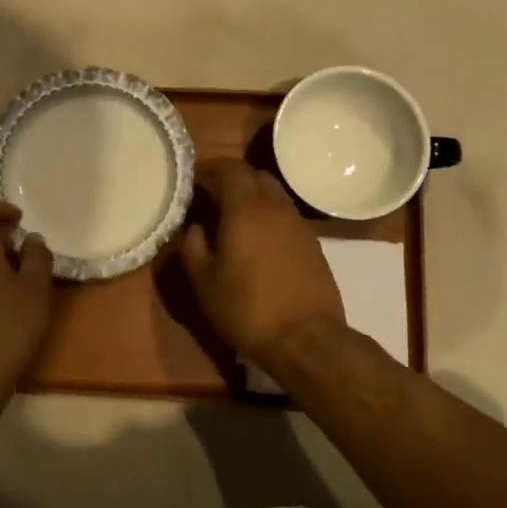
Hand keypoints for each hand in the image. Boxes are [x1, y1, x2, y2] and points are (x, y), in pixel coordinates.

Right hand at [179, 158, 344, 361]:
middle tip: (211, 194)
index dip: (209, 168)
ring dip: (253, 196)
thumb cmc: (246, 308)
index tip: (193, 178)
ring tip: (233, 218)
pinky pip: (286, 216)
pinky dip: (269, 216)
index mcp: (246, 208)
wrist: (306, 339)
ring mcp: (299, 225)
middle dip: (232, 178)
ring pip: (274, 194)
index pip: (229, 168)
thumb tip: (196, 227)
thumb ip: (193, 247)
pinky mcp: (313, 244)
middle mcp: (275, 207)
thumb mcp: (204, 282)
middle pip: (255, 175)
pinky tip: (258, 241)